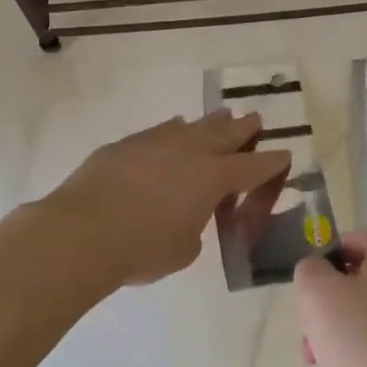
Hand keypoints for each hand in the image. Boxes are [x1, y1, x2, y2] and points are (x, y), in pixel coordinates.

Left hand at [44, 111, 289, 289]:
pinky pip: (160, 131)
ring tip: (221, 116)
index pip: (252, 167)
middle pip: (225, 135)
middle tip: (255, 119)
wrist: (82, 232)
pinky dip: (173, 130)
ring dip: (210, 122)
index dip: (271, 162)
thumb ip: (194, 227)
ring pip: (192, 126)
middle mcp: (190, 152)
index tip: (284, 154)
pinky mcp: (126, 145)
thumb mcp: (183, 250)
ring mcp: (156, 143)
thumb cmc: (142, 249)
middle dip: (244, 128)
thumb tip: (186, 216)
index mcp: (213, 178)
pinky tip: (174, 127)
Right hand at [294, 230, 366, 366]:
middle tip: (308, 319)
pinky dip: (350, 353)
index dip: (336, 247)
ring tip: (313, 355)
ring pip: (361, 314)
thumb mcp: (317, 292)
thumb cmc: (360, 340)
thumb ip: (309, 269)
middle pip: (359, 278)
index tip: (312, 272)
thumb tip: (315, 270)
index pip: (365, 237)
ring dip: (332, 329)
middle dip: (326, 297)